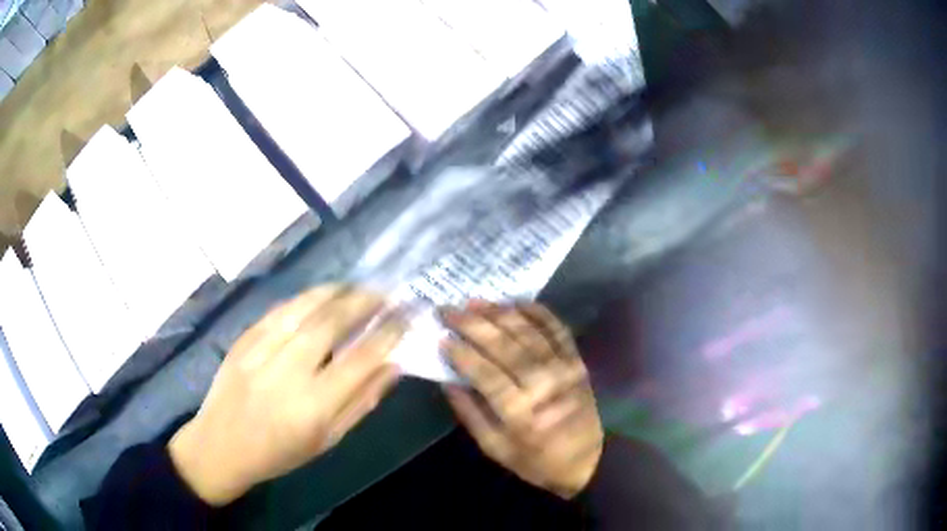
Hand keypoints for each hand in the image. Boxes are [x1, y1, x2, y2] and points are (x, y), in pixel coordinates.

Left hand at [168, 286, 403, 505]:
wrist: (221, 445)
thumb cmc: (280, 452)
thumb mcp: (328, 440)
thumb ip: (362, 402)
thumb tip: (393, 366)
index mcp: (313, 406)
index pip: (360, 360)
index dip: (387, 334)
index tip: (405, 317)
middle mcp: (287, 373)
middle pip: (330, 324)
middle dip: (363, 302)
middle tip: (384, 292)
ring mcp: (260, 351)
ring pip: (303, 309)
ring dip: (334, 292)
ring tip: (356, 287)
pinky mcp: (243, 340)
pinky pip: (278, 310)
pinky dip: (303, 298)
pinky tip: (319, 295)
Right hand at [442, 301, 603, 498]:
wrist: (586, 460)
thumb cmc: (534, 460)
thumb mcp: (495, 448)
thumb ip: (470, 414)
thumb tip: (448, 382)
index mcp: (520, 413)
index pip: (486, 374)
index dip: (462, 353)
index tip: (441, 337)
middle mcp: (543, 386)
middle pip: (505, 347)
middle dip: (474, 325)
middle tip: (449, 309)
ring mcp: (564, 370)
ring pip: (529, 334)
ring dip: (501, 314)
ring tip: (476, 301)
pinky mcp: (577, 362)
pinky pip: (558, 331)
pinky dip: (539, 313)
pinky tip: (519, 301)